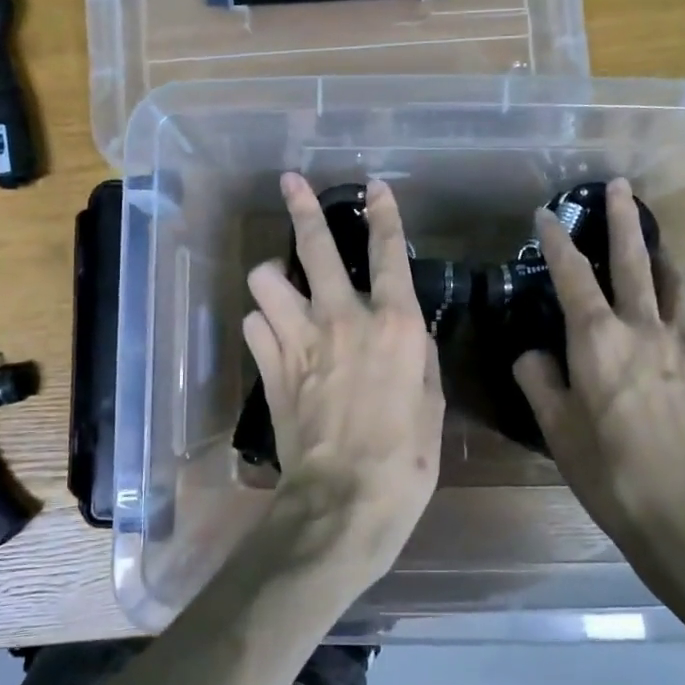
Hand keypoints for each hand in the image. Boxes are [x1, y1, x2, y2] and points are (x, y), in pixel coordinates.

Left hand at [243, 174, 443, 580]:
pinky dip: (262, 324)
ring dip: (272, 278)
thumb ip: (418, 359)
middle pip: (313, 246)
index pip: (388, 253)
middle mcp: (341, 317)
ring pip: (264, 278)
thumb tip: (406, 337)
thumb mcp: (431, 403)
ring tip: (281, 287)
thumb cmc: (406, 458)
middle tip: (291, 183)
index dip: (384, 214)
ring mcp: (298, 339)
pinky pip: (252, 323)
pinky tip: (273, 337)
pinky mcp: (268, 366)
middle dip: (302, 207)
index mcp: (393, 324)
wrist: (344, 500)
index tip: (376, 186)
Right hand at [513, 179, 684, 560]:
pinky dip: (679, 296)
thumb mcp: (557, 428)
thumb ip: (539, 380)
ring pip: (675, 282)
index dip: (557, 242)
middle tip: (620, 186)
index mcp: (599, 342)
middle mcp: (645, 330)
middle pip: (634, 261)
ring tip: (653, 237)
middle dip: (623, 220)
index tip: (546, 214)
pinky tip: (675, 303)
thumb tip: (533, 354)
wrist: (684, 513)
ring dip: (660, 252)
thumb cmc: (608, 471)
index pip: (573, 277)